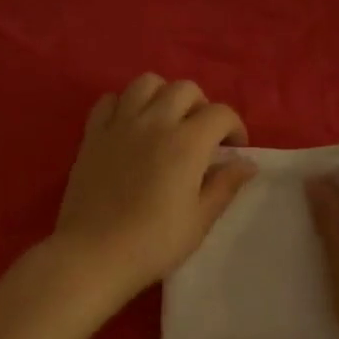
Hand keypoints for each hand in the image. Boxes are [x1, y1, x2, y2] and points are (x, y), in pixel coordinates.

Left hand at [51, 74, 257, 306]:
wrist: (94, 254)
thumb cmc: (154, 243)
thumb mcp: (200, 220)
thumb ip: (225, 186)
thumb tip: (247, 163)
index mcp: (187, 143)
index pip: (221, 113)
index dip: (234, 127)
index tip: (233, 150)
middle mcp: (154, 122)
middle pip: (185, 89)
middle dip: (201, 107)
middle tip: (201, 136)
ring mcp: (119, 125)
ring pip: (146, 83)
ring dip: (163, 95)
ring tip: (166, 122)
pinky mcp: (92, 135)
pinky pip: (109, 100)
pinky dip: (124, 105)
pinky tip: (129, 128)